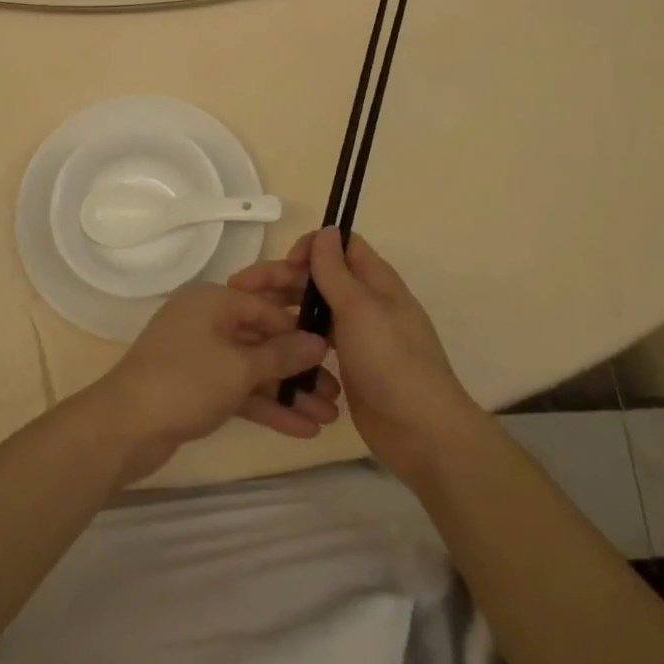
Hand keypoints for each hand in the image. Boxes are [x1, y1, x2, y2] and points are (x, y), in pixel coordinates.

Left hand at [89, 281, 342, 483]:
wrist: (124, 427)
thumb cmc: (185, 382)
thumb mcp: (239, 367)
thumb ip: (282, 354)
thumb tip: (319, 342)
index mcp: (213, 301)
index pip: (266, 306)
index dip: (300, 329)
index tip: (334, 351)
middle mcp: (207, 321)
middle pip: (262, 339)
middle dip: (299, 368)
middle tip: (336, 393)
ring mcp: (200, 355)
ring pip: (253, 369)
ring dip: (288, 393)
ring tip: (328, 418)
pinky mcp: (196, 387)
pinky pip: (239, 390)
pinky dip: (266, 407)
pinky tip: (301, 430)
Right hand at [230, 229, 488, 485]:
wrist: (422, 433)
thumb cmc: (392, 362)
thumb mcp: (360, 310)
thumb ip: (337, 271)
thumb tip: (327, 229)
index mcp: (376, 282)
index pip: (341, 246)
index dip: (311, 247)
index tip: (285, 263)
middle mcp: (366, 303)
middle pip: (319, 278)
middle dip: (282, 280)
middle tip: (241, 290)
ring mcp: (358, 336)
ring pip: (315, 310)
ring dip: (284, 309)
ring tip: (249, 321)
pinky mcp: (350, 365)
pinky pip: (316, 342)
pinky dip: (296, 340)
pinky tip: (271, 349)